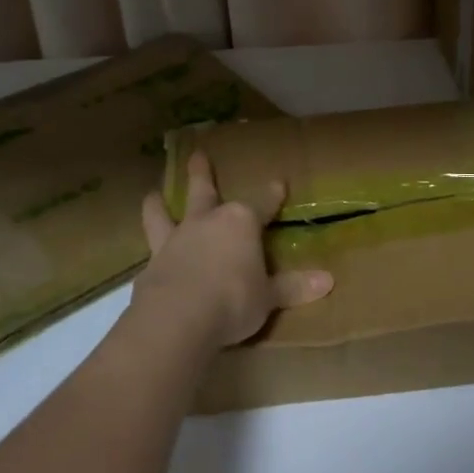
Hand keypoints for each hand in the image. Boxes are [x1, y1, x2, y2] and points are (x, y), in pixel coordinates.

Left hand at [133, 151, 332, 348]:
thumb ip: (293, 287)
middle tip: (196, 154)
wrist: (178, 318)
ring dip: (158, 203)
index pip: (263, 204)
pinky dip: (148, 246)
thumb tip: (328, 281)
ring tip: (152, 194)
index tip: (278, 183)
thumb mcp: (269, 297)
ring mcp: (175, 240)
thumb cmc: (233, 300)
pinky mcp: (151, 264)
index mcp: (242, 223)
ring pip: (163, 213)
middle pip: (204, 191)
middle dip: (201, 173)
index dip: (272, 195)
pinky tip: (145, 255)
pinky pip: (149, 249)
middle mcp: (207, 222)